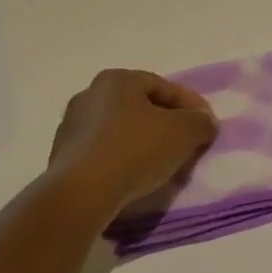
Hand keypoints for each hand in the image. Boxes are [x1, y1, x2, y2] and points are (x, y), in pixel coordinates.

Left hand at [48, 70, 218, 216]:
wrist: (81, 192)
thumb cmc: (134, 150)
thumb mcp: (182, 133)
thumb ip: (200, 122)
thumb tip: (204, 121)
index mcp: (116, 80)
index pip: (163, 86)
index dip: (190, 105)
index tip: (207, 126)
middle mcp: (90, 94)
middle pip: (140, 107)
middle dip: (167, 125)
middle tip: (187, 145)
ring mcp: (72, 125)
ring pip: (121, 130)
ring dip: (144, 143)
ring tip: (163, 166)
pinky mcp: (64, 155)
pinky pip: (104, 152)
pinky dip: (123, 160)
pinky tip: (134, 178)